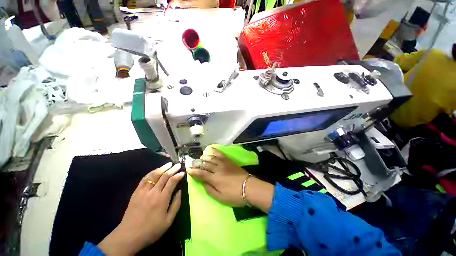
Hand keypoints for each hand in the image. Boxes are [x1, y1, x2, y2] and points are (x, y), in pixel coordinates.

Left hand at [98, 163, 184, 254]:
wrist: (129, 236)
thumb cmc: (151, 230)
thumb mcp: (168, 221)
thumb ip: (176, 204)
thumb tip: (180, 191)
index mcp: (162, 199)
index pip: (172, 181)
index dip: (178, 175)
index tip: (183, 172)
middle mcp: (153, 192)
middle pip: (164, 176)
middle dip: (172, 169)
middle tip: (178, 165)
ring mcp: (143, 191)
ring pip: (154, 175)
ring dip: (162, 168)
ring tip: (169, 164)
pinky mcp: (136, 192)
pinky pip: (144, 179)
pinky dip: (151, 172)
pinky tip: (156, 170)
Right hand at [187, 147, 273, 211]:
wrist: (249, 187)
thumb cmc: (234, 195)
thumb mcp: (220, 197)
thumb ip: (209, 189)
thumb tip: (202, 182)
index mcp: (215, 179)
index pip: (201, 173)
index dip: (193, 171)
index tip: (188, 170)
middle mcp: (218, 169)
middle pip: (205, 164)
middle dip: (197, 163)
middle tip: (192, 163)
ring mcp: (224, 163)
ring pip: (211, 157)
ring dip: (204, 157)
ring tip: (200, 158)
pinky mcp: (229, 160)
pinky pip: (220, 153)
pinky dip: (214, 150)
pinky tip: (210, 149)